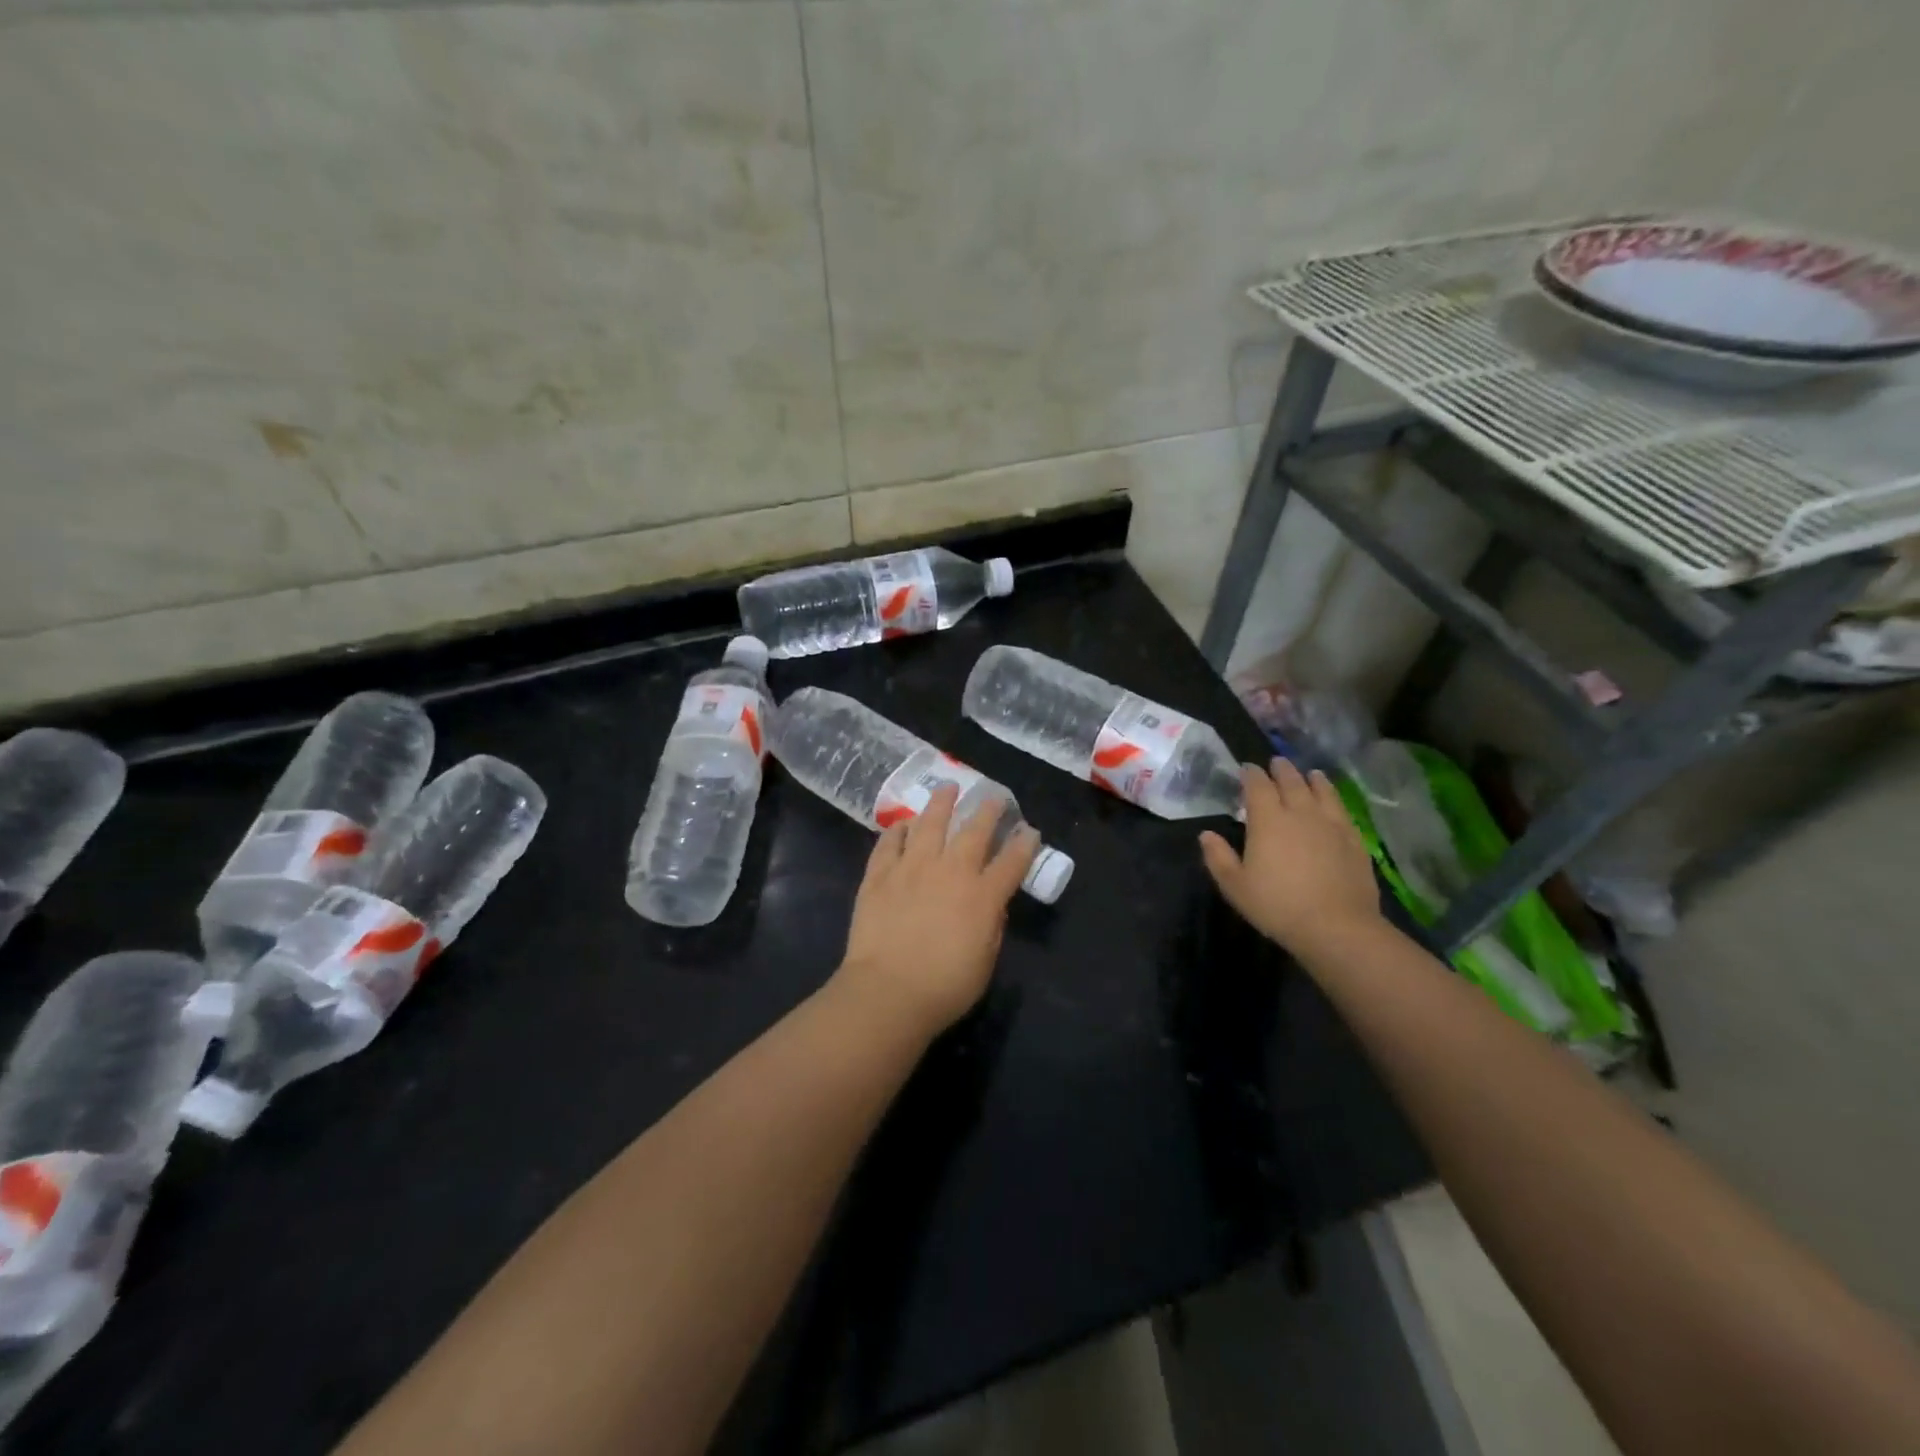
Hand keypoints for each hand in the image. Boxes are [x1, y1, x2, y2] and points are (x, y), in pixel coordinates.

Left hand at [834, 785, 1039, 1039]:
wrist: (887, 991)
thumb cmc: (944, 987)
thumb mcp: (985, 961)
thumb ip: (992, 927)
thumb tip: (991, 904)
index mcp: (982, 896)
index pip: (1011, 862)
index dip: (1024, 844)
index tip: (1029, 830)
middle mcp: (950, 872)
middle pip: (974, 831)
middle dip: (987, 811)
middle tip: (994, 796)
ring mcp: (912, 868)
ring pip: (929, 824)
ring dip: (941, 803)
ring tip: (948, 788)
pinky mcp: (880, 875)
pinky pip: (890, 843)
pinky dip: (898, 830)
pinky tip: (903, 824)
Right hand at [1199, 759, 1382, 956]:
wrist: (1337, 926)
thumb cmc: (1277, 906)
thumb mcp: (1235, 886)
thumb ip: (1218, 857)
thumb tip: (1206, 834)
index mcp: (1268, 820)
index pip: (1258, 786)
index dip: (1250, 774)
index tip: (1246, 768)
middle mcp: (1300, 813)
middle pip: (1291, 781)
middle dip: (1281, 770)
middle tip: (1276, 763)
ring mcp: (1331, 824)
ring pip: (1321, 790)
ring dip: (1311, 779)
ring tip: (1309, 773)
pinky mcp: (1354, 839)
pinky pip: (1342, 809)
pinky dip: (1334, 797)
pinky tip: (1333, 801)